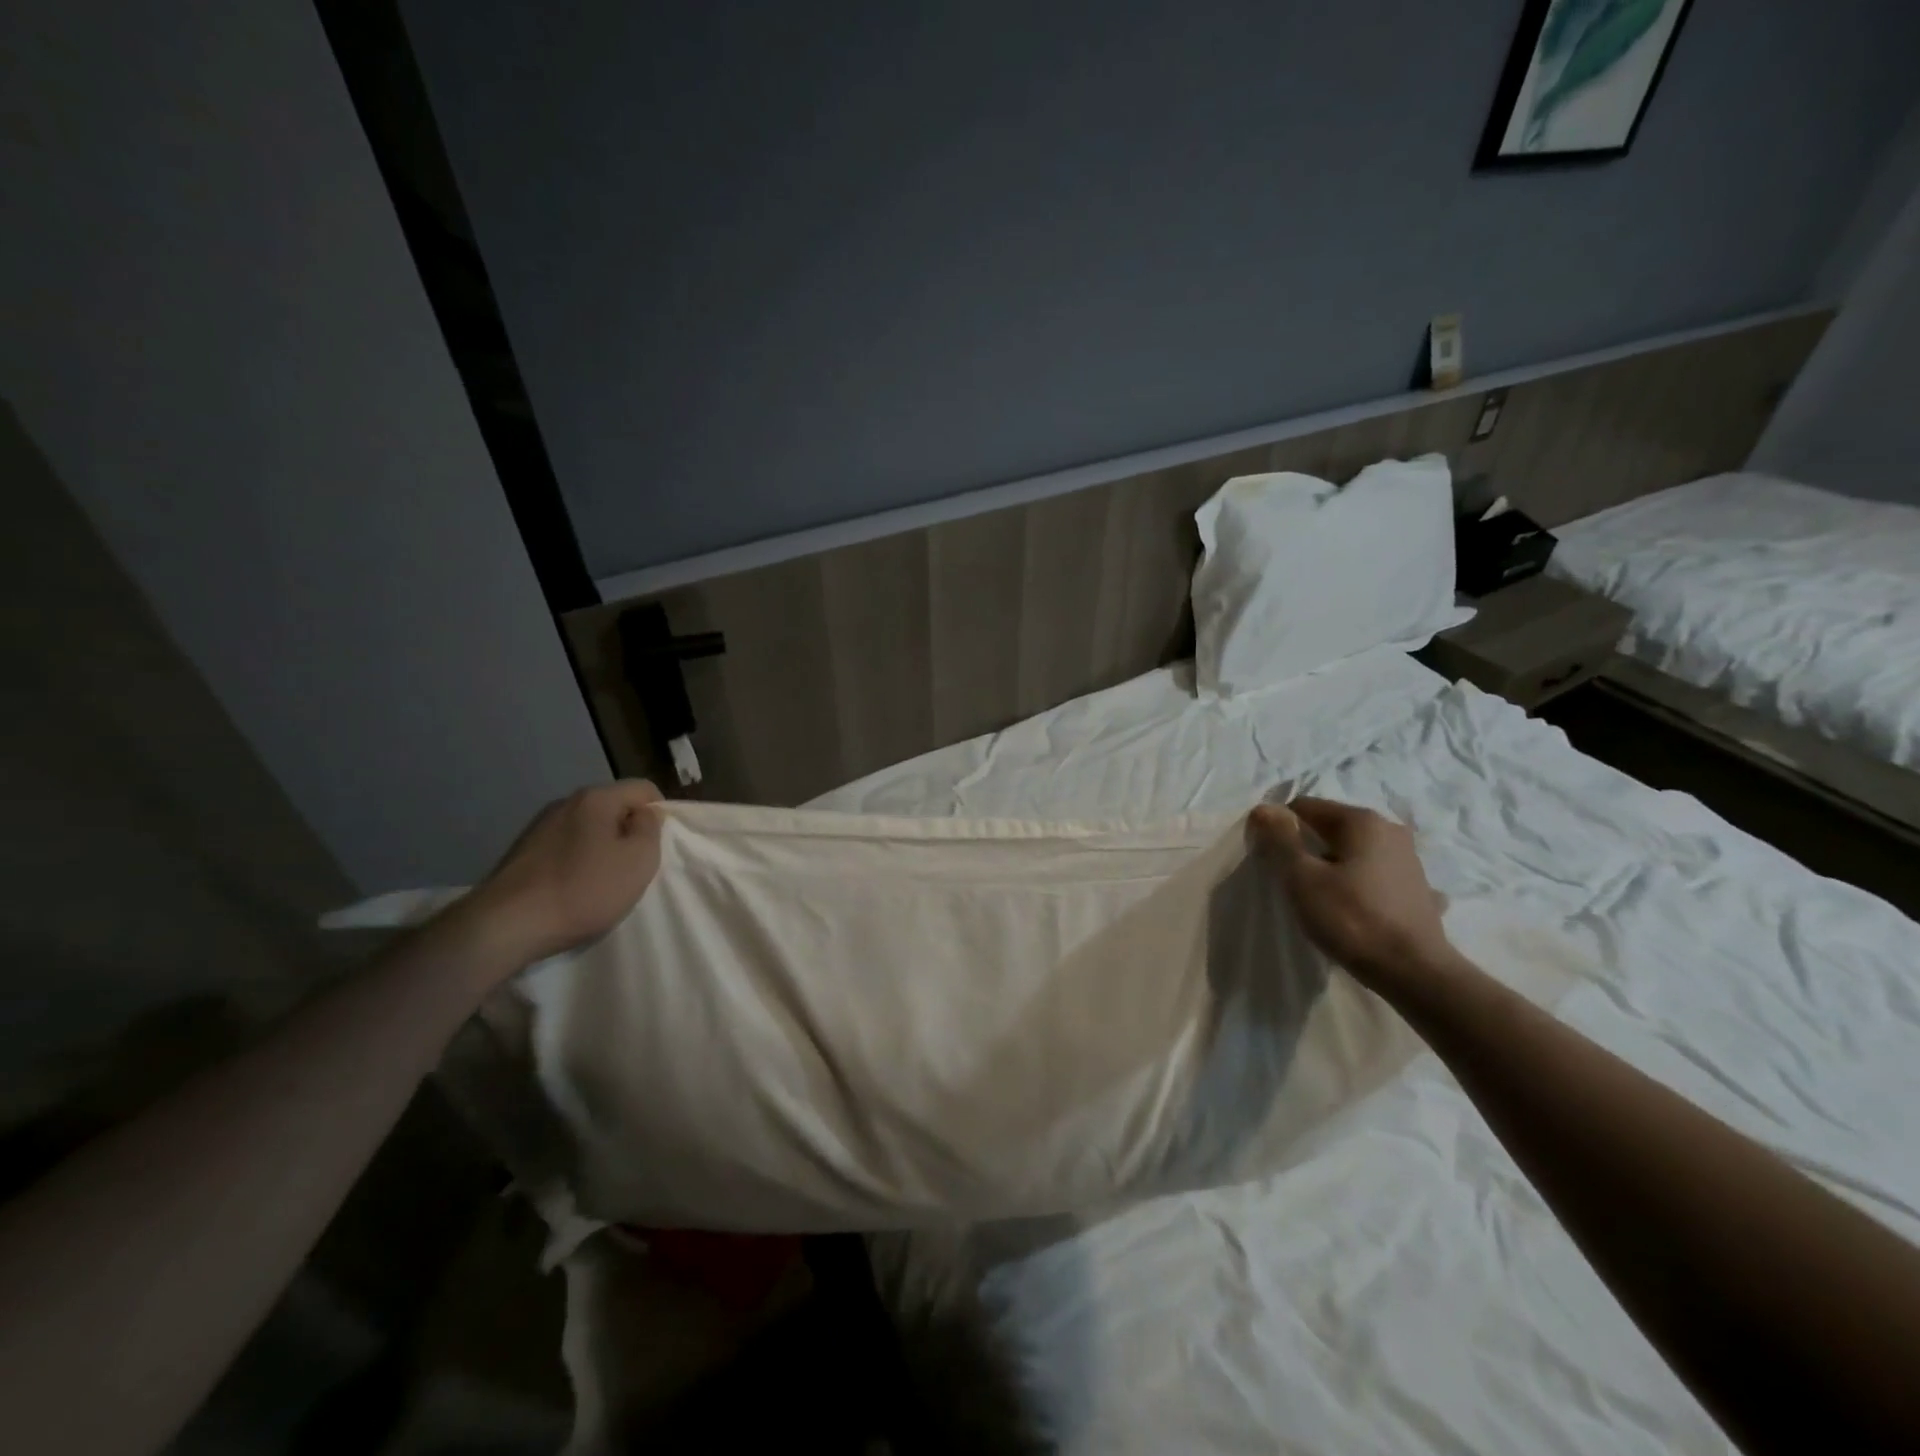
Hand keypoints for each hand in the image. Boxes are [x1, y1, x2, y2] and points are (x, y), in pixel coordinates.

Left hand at [457, 780, 665, 976]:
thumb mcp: (638, 861)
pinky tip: (572, 888)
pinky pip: (564, 845)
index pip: (643, 788)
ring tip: (601, 881)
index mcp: (596, 798)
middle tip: (632, 867)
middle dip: (628, 831)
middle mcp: (566, 802)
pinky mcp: (521, 850)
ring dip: (601, 847)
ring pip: (588, 827)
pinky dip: (576, 860)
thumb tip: (645, 814)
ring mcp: (539, 825)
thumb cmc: (584, 890)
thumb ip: (650, 829)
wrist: (506, 925)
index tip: (656, 847)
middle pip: (613, 806)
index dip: (659, 813)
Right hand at [1248, 797, 1461, 997]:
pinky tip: (1352, 907)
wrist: (1416, 974)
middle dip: (1306, 848)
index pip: (1303, 807)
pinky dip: (1356, 882)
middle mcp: (1389, 830)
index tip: (1270, 860)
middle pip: (1329, 827)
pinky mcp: (1416, 888)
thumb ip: (1280, 839)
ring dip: (1330, 866)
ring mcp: (1408, 859)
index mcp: (1362, 821)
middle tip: (1292, 882)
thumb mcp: (1302, 878)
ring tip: (1320, 898)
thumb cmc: (1352, 920)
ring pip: (1351, 851)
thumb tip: (1263, 809)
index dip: (1279, 829)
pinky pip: (1372, 874)